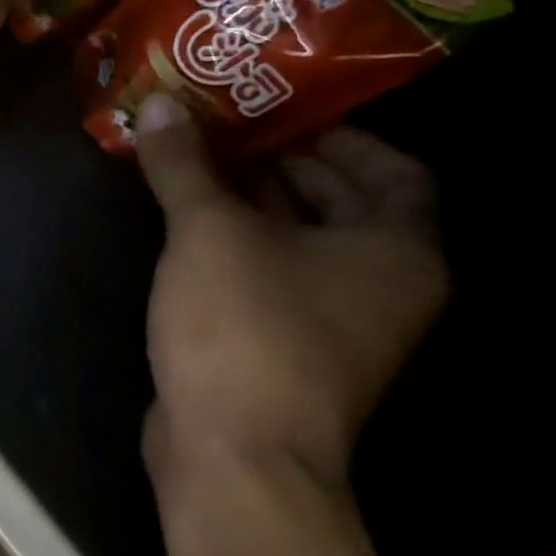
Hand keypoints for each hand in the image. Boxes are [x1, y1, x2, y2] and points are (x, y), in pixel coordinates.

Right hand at [133, 95, 447, 494]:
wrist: (234, 452)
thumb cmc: (245, 328)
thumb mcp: (209, 232)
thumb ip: (185, 165)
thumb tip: (158, 103)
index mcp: (396, 251)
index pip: (394, 170)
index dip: (341, 134)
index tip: (283, 109)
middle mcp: (380, 285)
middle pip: (343, 204)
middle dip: (285, 162)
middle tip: (225, 125)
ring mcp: (334, 323)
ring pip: (301, 241)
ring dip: (254, 201)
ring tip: (199, 162)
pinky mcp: (286, 347)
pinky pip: (270, 273)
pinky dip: (238, 241)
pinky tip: (188, 223)